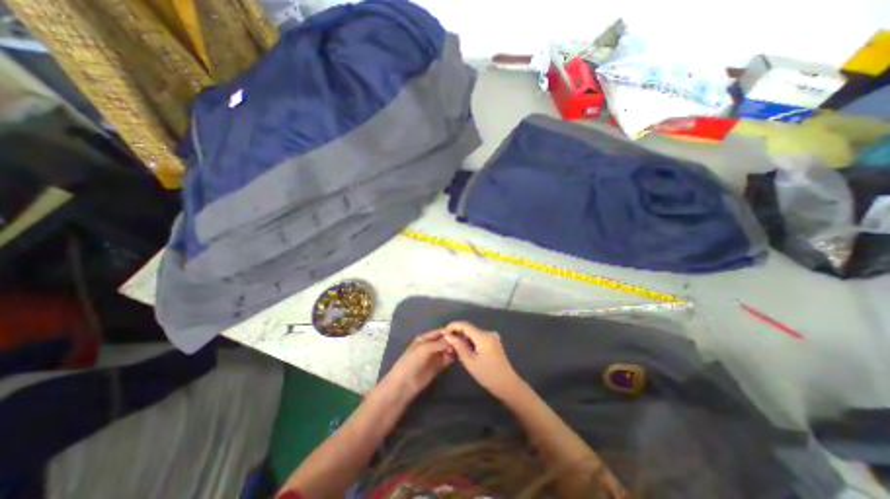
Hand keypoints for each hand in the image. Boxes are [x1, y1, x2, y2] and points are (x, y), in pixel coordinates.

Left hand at [379, 330, 453, 399]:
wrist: (405, 383)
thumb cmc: (412, 361)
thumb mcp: (425, 348)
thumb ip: (439, 343)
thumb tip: (453, 338)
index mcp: (424, 339)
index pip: (438, 332)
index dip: (448, 332)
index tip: (459, 332)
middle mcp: (430, 346)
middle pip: (443, 341)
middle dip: (451, 341)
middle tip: (459, 343)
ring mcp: (434, 357)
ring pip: (446, 350)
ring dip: (451, 350)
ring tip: (456, 351)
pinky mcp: (437, 367)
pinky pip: (446, 360)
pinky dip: (450, 359)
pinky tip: (452, 359)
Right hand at [441, 321, 522, 398]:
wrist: (507, 384)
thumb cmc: (487, 375)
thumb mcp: (469, 362)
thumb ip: (458, 346)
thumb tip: (448, 336)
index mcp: (483, 336)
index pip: (465, 325)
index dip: (453, 326)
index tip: (443, 332)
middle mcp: (488, 333)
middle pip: (469, 328)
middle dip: (458, 333)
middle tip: (448, 343)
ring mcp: (492, 336)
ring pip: (473, 333)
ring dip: (464, 338)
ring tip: (456, 349)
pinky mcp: (494, 341)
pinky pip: (479, 337)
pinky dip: (471, 342)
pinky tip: (467, 351)